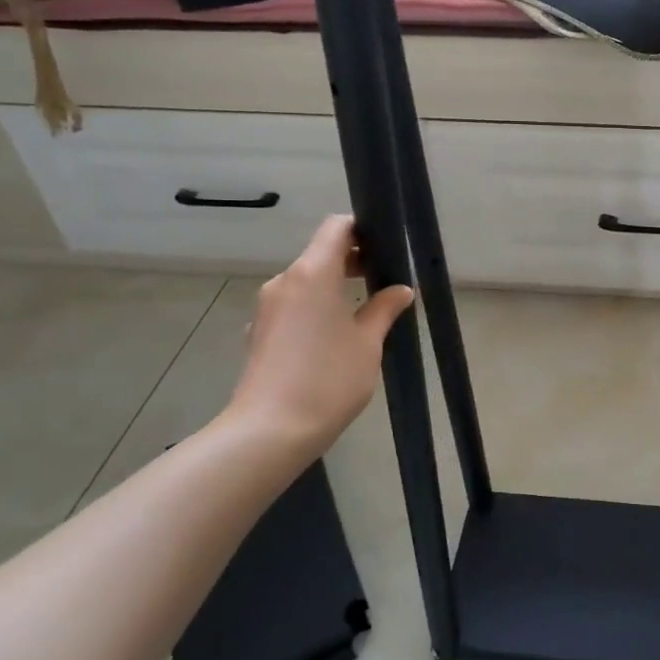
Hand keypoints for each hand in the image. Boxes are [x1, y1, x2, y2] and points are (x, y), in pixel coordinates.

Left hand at [218, 215, 413, 464]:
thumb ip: (384, 309)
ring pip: (306, 281)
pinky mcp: (259, 332)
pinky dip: (315, 308)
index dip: (361, 229)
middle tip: (384, 281)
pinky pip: (293, 306)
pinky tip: (332, 338)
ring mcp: (267, 308)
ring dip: (333, 286)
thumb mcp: (368, 343)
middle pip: (320, 253)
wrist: (270, 431)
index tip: (385, 246)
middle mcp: (284, 281)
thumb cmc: (328, 380)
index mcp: (312, 273)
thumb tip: (400, 290)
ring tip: (363, 312)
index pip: (336, 228)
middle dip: (352, 260)